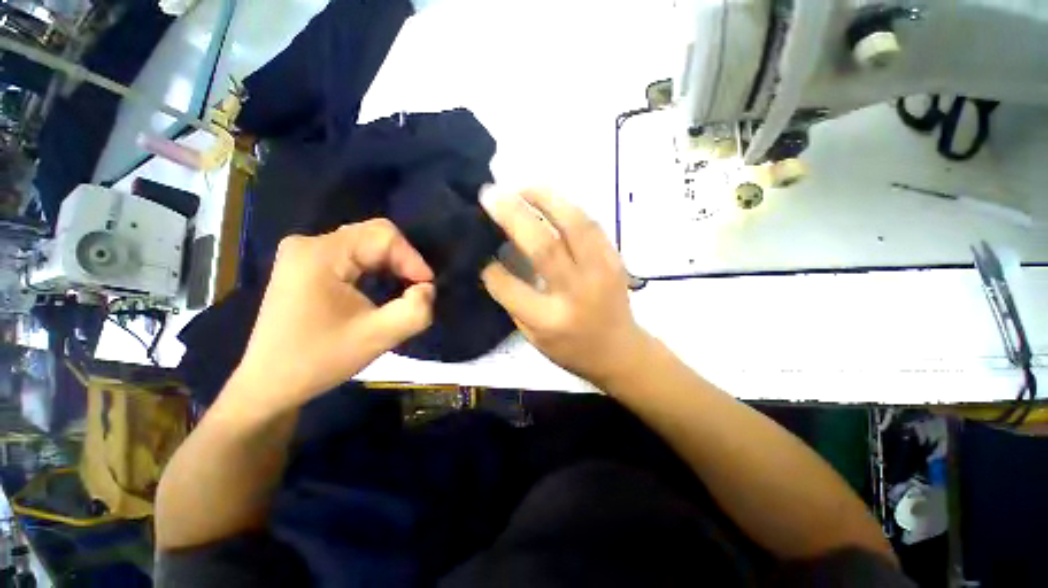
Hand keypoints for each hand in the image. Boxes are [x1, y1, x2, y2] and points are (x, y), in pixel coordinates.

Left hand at [229, 220, 434, 416]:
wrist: (270, 384)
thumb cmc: (319, 360)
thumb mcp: (378, 337)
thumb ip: (416, 311)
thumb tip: (427, 289)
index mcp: (320, 254)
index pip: (383, 235)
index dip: (413, 259)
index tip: (426, 289)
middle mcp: (308, 244)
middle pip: (374, 236)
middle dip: (403, 262)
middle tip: (416, 291)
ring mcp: (304, 253)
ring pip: (366, 245)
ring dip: (391, 266)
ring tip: (403, 291)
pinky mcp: (306, 265)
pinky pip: (353, 255)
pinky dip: (376, 269)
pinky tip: (381, 289)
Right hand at [480, 187, 648, 384]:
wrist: (620, 350)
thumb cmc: (571, 349)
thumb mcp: (533, 337)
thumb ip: (513, 302)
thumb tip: (494, 262)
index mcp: (550, 320)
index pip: (510, 287)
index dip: (489, 267)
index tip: (479, 252)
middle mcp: (576, 292)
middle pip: (544, 246)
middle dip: (513, 214)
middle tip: (491, 194)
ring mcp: (600, 272)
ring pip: (574, 224)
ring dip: (545, 198)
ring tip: (521, 187)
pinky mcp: (615, 259)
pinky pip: (591, 224)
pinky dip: (567, 207)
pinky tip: (550, 200)